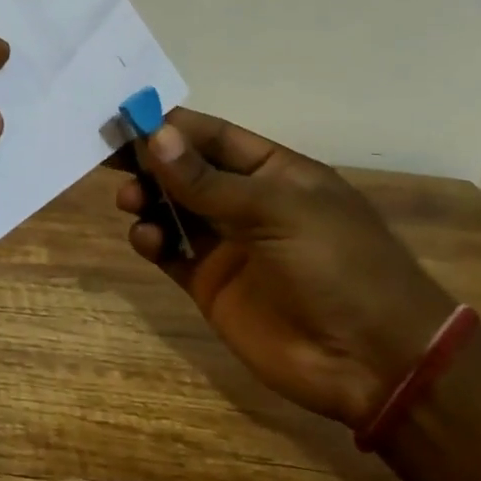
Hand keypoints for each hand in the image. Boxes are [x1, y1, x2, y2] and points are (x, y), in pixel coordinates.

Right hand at [115, 110, 455, 427]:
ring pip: (171, 208)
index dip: (171, 126)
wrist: (372, 362)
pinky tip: (147, 239)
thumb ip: (209, 180)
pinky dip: (150, 240)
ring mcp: (226, 244)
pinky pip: (169, 250)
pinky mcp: (209, 283)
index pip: (212, 136)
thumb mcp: (277, 212)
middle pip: (185, 170)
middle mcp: (246, 202)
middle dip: (149, 161)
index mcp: (274, 172)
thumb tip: (155, 136)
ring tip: (130, 200)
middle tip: (109, 158)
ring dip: (146, 198)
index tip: (125, 118)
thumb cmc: (337, 266)